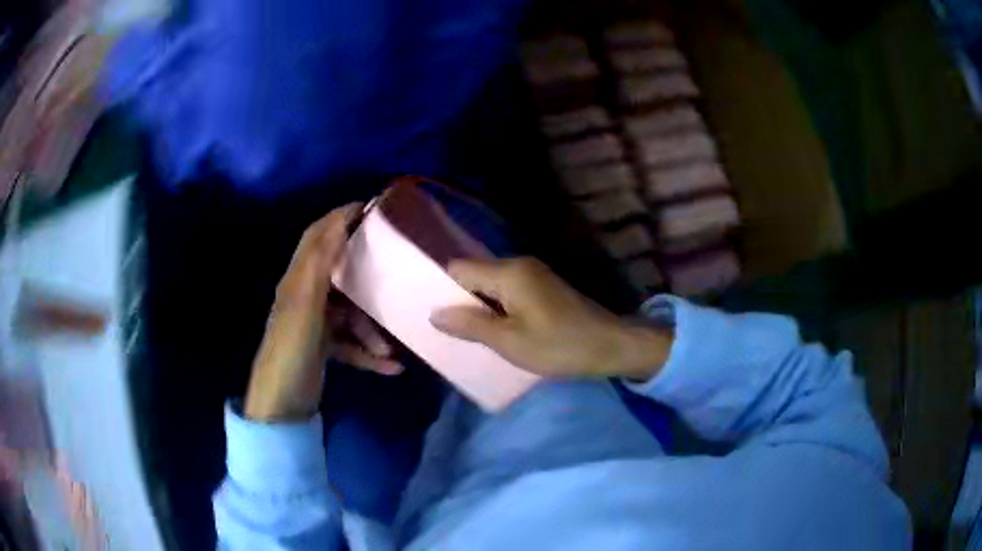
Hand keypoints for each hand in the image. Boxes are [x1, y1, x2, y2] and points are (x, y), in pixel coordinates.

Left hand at [244, 203, 400, 421]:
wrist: (281, 405)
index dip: (339, 218)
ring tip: (389, 348)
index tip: (371, 208)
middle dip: (367, 278)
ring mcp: (316, 324)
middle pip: (341, 275)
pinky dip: (368, 353)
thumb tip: (339, 222)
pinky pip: (351, 343)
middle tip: (396, 271)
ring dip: (371, 329)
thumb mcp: (305, 305)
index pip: (317, 237)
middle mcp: (306, 296)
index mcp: (298, 281)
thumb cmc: (292, 351)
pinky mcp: (323, 348)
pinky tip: (391, 367)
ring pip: (351, 314)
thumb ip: (320, 265)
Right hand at [430, 258, 671, 380]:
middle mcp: (519, 264)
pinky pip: (508, 292)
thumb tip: (434, 313)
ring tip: (470, 335)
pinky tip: (497, 331)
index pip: (459, 269)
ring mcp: (534, 274)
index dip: (443, 290)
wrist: (611, 345)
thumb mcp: (510, 342)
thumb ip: (470, 325)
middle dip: (461, 301)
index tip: (434, 315)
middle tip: (450, 331)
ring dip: (480, 307)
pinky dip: (498, 309)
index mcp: (508, 272)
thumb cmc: (559, 345)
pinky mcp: (543, 286)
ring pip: (491, 285)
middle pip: (474, 275)